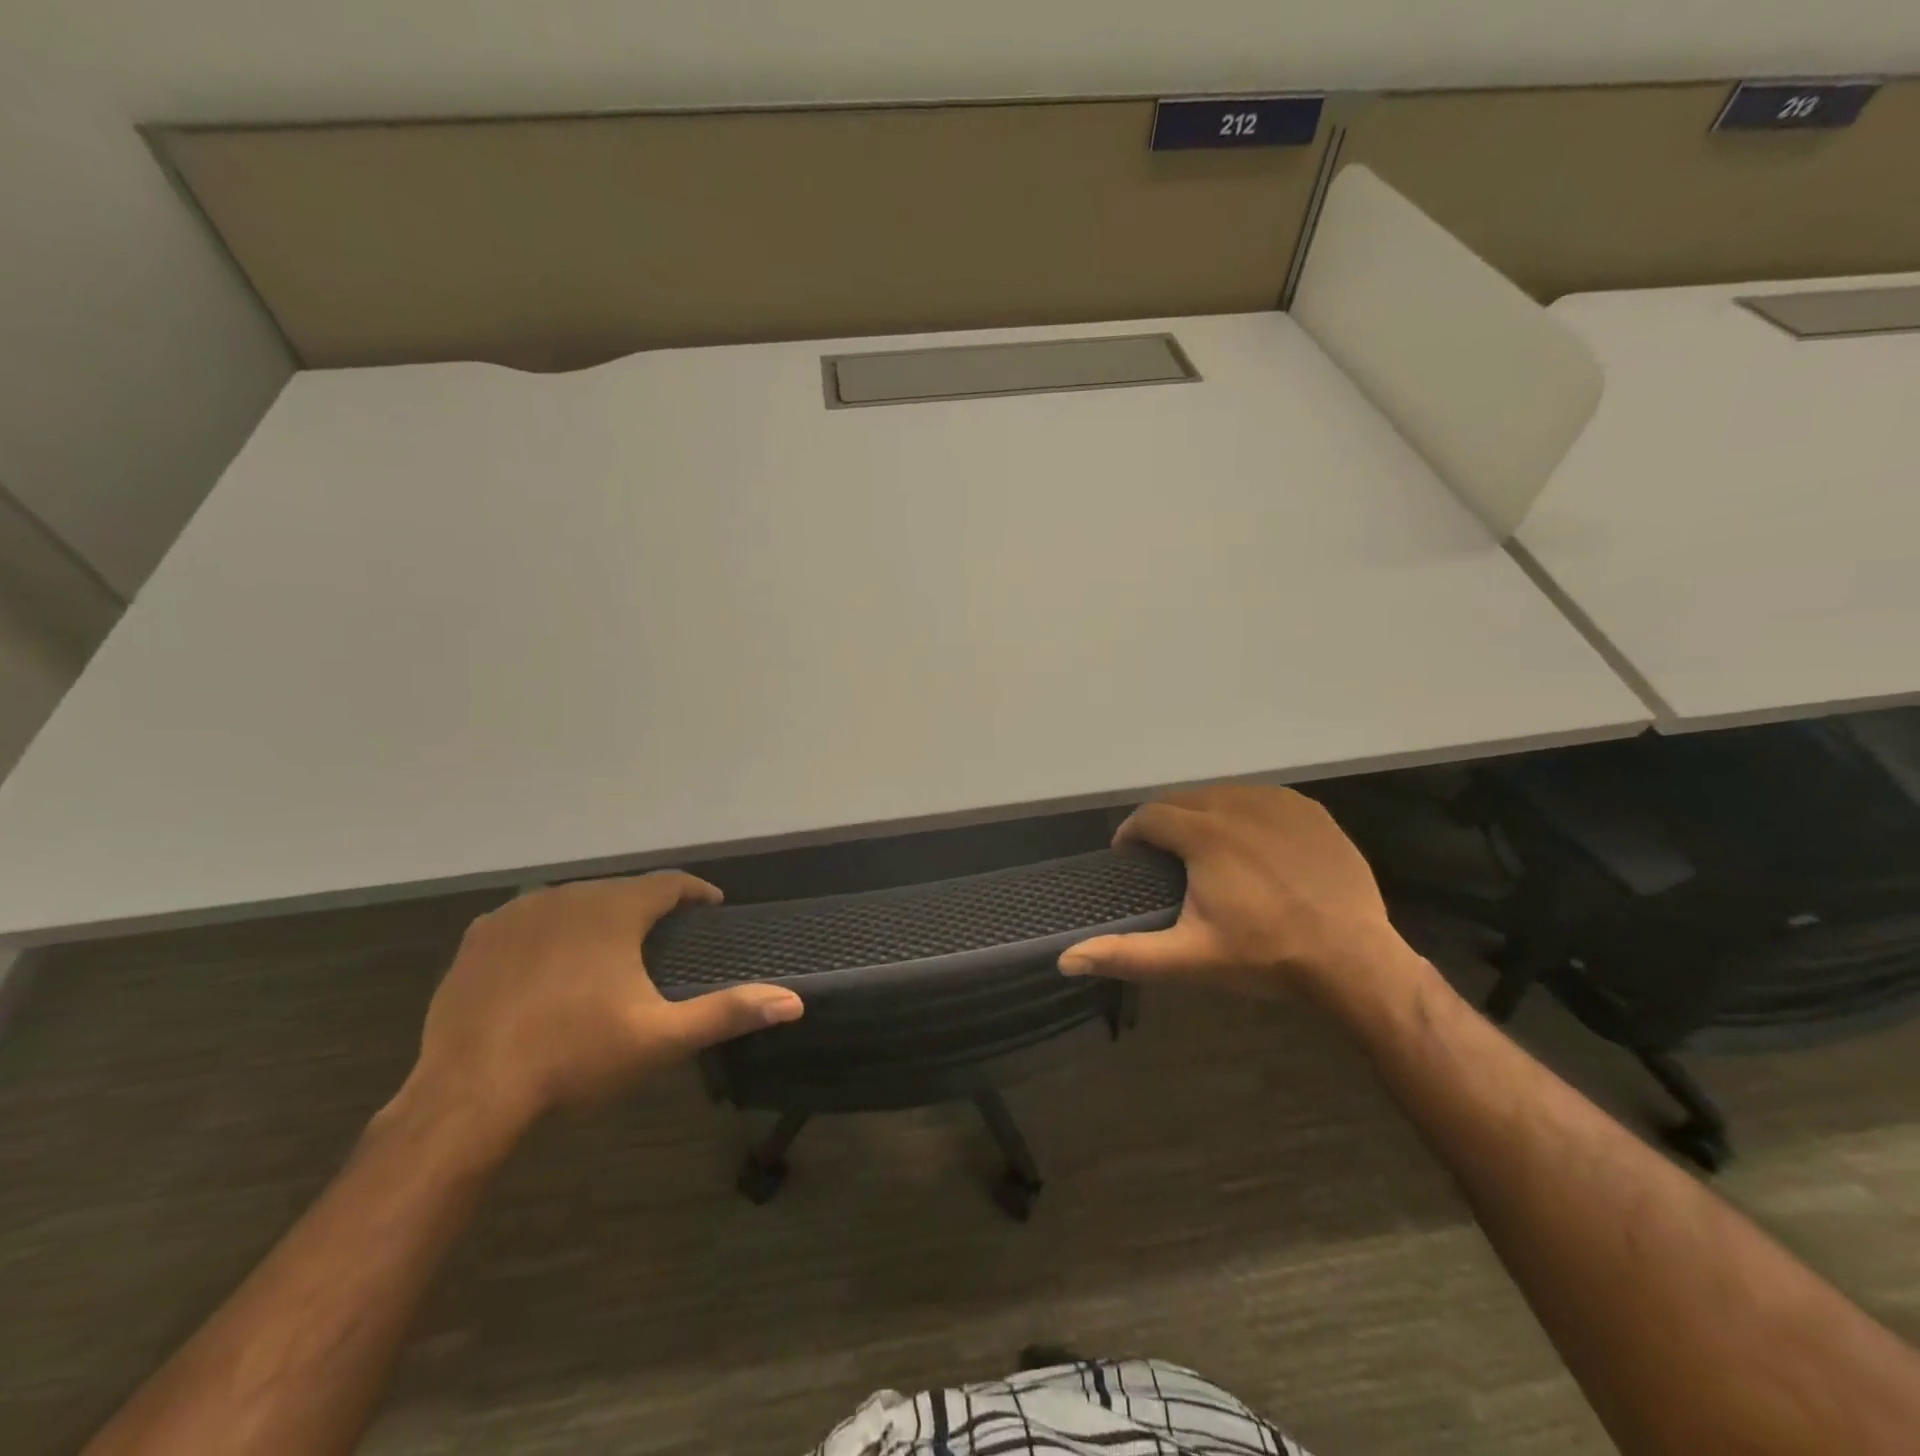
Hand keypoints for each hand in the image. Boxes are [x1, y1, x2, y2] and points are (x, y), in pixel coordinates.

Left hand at [394, 873, 803, 1139]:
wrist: (469, 1095)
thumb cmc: (575, 1057)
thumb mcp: (661, 1037)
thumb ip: (729, 1012)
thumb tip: (793, 1002)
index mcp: (614, 910)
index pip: (669, 883)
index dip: (696, 892)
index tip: (712, 908)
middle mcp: (567, 895)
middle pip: (621, 891)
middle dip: (647, 909)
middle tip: (664, 939)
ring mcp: (517, 913)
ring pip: (574, 902)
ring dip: (598, 917)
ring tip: (611, 950)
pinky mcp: (480, 937)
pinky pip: (529, 919)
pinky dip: (550, 931)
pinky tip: (551, 962)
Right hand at [1059, 785, 1419, 1004]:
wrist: (1354, 959)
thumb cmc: (1265, 956)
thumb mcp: (1189, 958)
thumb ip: (1126, 954)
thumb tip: (1066, 959)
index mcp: (1204, 834)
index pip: (1150, 816)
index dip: (1131, 834)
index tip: (1129, 857)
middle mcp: (1237, 805)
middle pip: (1184, 799)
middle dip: (1166, 822)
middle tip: (1165, 856)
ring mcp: (1278, 804)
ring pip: (1223, 795)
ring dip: (1204, 814)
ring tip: (1204, 848)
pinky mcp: (1310, 811)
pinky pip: (1263, 800)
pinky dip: (1245, 814)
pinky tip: (1252, 844)